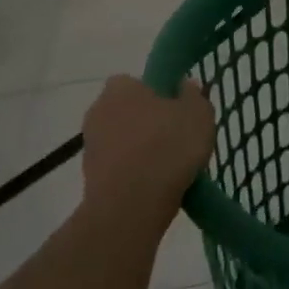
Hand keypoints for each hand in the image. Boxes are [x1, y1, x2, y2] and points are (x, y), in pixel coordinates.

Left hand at [80, 75, 214, 228]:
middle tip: (177, 138)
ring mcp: (91, 147)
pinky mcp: (90, 179)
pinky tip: (158, 186)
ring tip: (171, 167)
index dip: (157, 94)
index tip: (176, 111)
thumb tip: (185, 85)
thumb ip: (194, 96)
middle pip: (128, 112)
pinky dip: (135, 174)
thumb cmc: (168, 146)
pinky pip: (120, 169)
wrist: (132, 205)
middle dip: (148, 123)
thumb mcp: (198, 114)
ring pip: (124, 142)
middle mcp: (98, 111)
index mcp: (120, 88)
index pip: (136, 82)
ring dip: (141, 151)